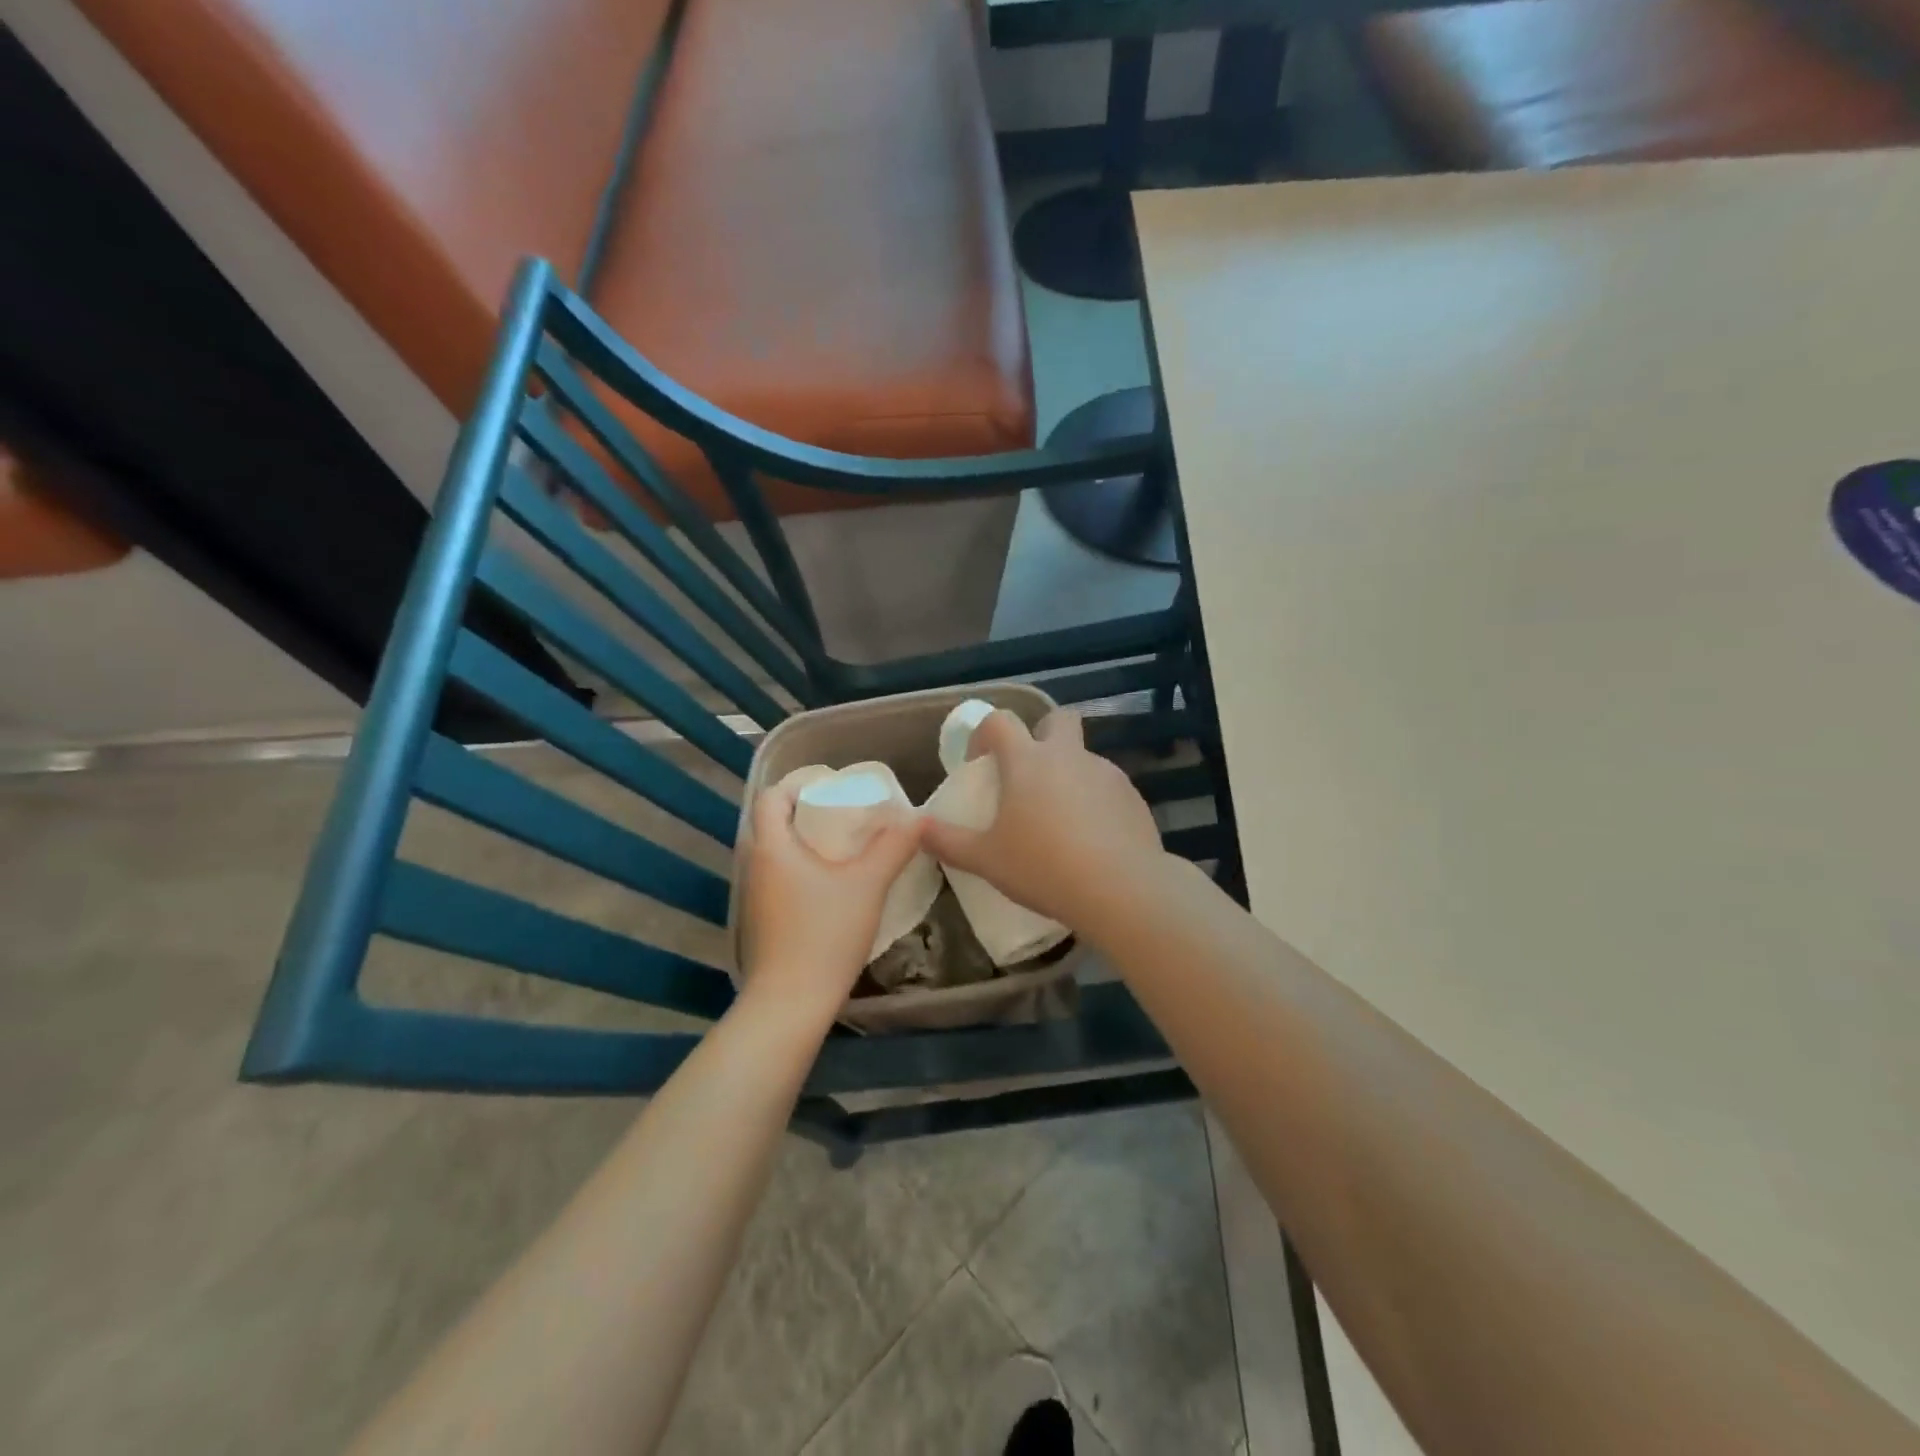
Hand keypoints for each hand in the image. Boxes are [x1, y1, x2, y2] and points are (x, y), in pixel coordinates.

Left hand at [740, 780, 923, 1019]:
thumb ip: (893, 847)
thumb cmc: (825, 934)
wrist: (791, 1002)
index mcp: (772, 846)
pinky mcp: (762, 919)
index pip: (771, 796)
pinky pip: (778, 877)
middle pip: (773, 822)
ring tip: (844, 845)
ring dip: (804, 842)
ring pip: (776, 851)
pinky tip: (831, 884)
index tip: (832, 788)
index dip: (798, 785)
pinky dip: (801, 868)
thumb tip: (918, 817)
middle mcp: (755, 864)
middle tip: (845, 814)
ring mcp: (755, 895)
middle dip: (806, 812)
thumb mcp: (868, 885)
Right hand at [921, 709, 1167, 936]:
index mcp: (1028, 761)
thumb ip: (948, 841)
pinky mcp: (1132, 796)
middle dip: (1041, 734)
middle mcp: (1068, 756)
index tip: (978, 762)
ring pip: (1083, 757)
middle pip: (1057, 719)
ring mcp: (1105, 773)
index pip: (1000, 721)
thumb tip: (918, 829)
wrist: (1120, 890)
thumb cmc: (1043, 867)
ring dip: (1068, 774)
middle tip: (1028, 774)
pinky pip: (1107, 787)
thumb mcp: (986, 860)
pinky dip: (1094, 801)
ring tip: (1059, 820)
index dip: (983, 733)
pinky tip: (1091, 839)